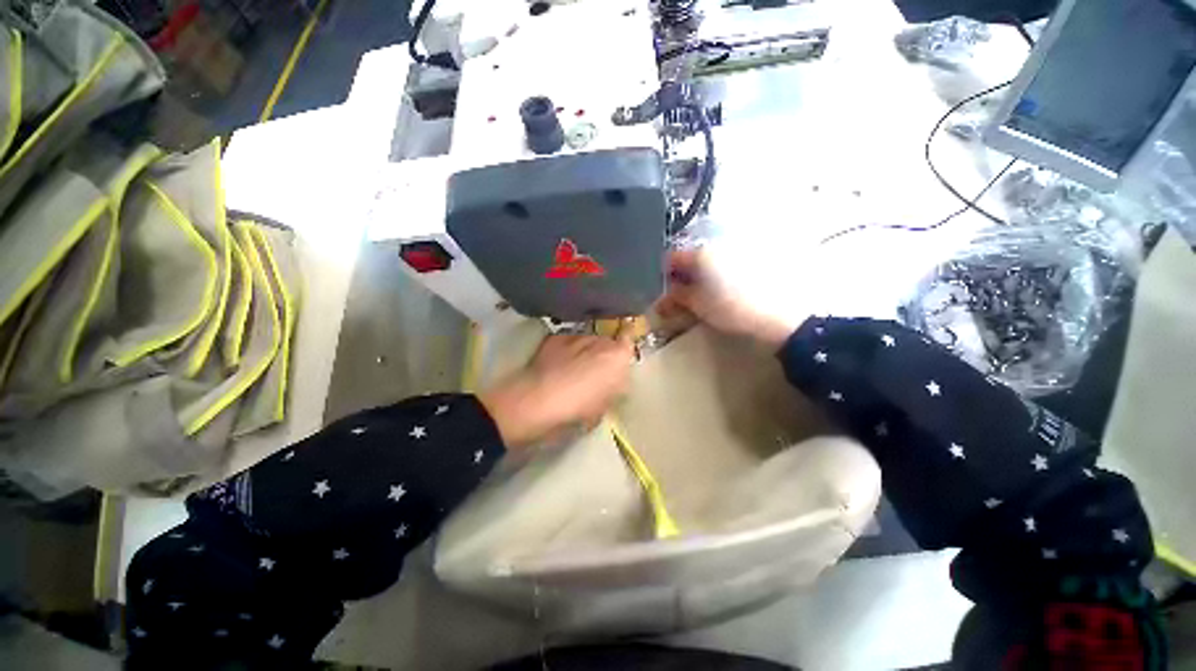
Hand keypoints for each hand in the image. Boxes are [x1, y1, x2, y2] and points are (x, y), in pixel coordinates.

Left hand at [479, 329, 635, 449]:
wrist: (535, 402)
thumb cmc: (575, 411)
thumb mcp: (603, 408)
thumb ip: (614, 390)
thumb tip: (614, 383)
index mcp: (617, 357)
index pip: (630, 341)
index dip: (624, 351)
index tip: (620, 363)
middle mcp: (600, 340)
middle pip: (608, 341)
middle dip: (605, 353)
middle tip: (597, 371)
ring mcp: (576, 335)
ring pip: (588, 340)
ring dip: (587, 351)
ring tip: (575, 368)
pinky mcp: (556, 337)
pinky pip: (569, 342)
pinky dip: (568, 350)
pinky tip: (559, 364)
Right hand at [656, 249, 799, 349]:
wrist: (778, 314)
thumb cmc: (733, 308)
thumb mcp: (698, 305)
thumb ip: (677, 296)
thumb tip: (666, 294)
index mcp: (702, 254)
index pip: (672, 257)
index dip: (664, 274)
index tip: (663, 289)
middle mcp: (717, 246)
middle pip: (690, 258)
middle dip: (681, 276)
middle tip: (680, 296)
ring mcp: (735, 251)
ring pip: (708, 261)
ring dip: (698, 276)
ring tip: (701, 296)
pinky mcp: (751, 258)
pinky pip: (724, 263)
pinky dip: (716, 275)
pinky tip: (720, 290)